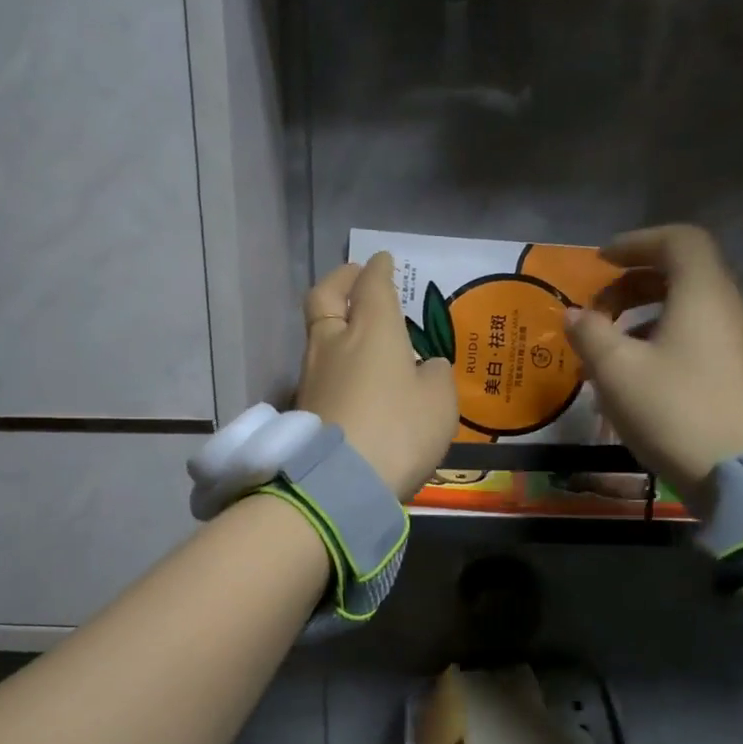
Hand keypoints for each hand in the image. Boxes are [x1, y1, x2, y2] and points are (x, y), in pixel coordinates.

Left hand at [298, 253, 457, 498]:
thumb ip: (436, 376)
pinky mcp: (302, 405)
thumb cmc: (399, 431)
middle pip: (324, 297)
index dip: (378, 269)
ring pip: (318, 332)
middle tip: (355, 278)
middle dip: (340, 281)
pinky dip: (333, 358)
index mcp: (372, 330)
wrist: (340, 483)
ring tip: (358, 332)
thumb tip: (426, 368)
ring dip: (335, 322)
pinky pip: (318, 367)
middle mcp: (335, 343)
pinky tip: (350, 374)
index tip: (381, 260)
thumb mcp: (439, 403)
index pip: (372, 285)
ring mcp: (311, 374)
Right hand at [565, 225, 742, 490]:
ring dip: (644, 315)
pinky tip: (635, 374)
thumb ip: (590, 334)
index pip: (678, 240)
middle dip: (633, 284)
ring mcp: (739, 343)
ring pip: (688, 308)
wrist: (739, 473)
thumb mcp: (616, 370)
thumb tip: (574, 315)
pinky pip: (696, 337)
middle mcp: (728, 308)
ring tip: (608, 346)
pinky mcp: (738, 373)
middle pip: (682, 273)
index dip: (637, 243)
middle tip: (596, 310)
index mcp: (703, 294)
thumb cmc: (673, 409)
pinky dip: (661, 339)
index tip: (600, 262)